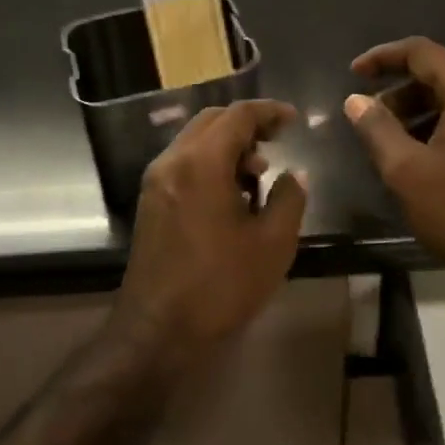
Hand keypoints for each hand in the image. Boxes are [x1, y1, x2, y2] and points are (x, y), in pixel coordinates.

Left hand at [114, 100, 307, 366]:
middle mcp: (173, 161)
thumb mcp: (272, 244)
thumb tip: (294, 174)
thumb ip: (289, 198)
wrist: (157, 332)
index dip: (270, 111)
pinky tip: (231, 195)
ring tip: (258, 175)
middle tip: (277, 140)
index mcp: (202, 162)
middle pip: (212, 121)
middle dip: (247, 124)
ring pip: (195, 141)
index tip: (293, 120)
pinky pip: (184, 163)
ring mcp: (156, 181)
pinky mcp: (150, 202)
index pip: (238, 115)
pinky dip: (210, 163)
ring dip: (228, 145)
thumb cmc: (220, 285)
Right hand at [345, 38, 444, 315]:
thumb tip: (356, 101)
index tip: (355, 74)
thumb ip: (377, 129)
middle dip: (403, 91)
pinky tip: (433, 155)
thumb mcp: (408, 173)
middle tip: (372, 118)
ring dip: (426, 111)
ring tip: (397, 142)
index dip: (383, 57)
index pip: (422, 52)